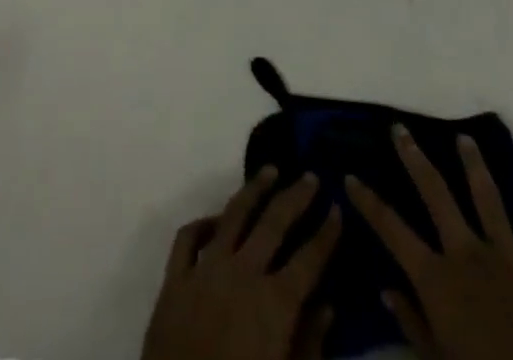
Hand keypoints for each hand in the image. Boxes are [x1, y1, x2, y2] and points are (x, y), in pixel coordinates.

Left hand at [142, 167, 343, 359]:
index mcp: (274, 304)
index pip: (309, 259)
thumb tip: (328, 306)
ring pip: (233, 215)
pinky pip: (188, 238)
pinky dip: (203, 223)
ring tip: (269, 171)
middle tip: (311, 175)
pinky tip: (216, 219)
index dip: (326, 233)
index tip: (337, 208)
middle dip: (295, 196)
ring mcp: (205, 271)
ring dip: (254, 189)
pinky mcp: (175, 280)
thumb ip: (310, 345)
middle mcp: (242, 274)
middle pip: (273, 223)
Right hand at [346, 128, 512, 359]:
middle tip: (400, 128)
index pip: (392, 230)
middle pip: (437, 194)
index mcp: (438, 278)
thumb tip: (387, 291)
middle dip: (415, 159)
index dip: (368, 202)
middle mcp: (468, 255)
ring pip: (489, 201)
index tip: (350, 177)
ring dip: (475, 167)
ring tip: (466, 139)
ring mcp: (509, 262)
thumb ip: (413, 324)